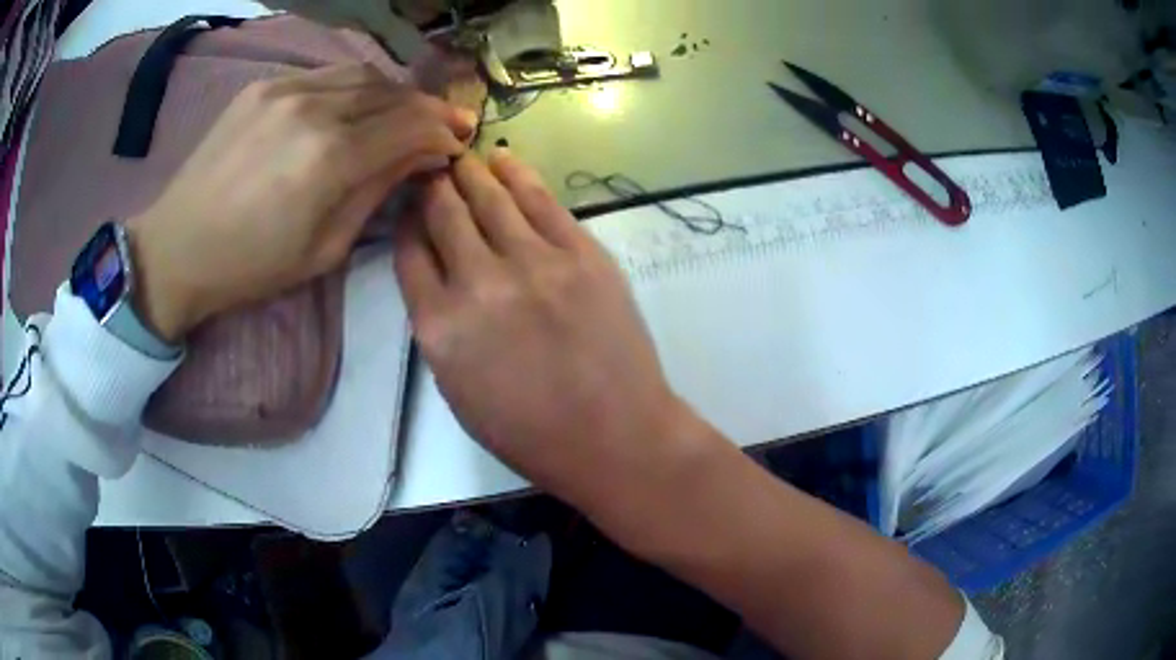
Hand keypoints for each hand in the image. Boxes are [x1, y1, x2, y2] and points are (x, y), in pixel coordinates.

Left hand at [129, 63, 476, 341]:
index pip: (410, 126)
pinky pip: (327, 74)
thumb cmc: (250, 266)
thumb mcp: (324, 249)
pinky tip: (355, 106)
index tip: (458, 143)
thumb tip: (420, 157)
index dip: (443, 131)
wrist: (177, 247)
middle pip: (393, 93)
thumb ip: (377, 193)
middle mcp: (314, 109)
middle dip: (427, 108)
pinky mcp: (264, 85)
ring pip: (364, 75)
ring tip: (401, 114)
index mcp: (330, 159)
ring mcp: (286, 89)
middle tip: (444, 124)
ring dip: (393, 93)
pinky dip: (354, 87)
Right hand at [394, 151, 705, 509]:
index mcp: (440, 327)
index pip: (410, 252)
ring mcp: (534, 262)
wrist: (614, 436)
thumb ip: (439, 326)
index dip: (406, 221)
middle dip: (432, 185)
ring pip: (489, 198)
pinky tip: (503, 160)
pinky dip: (518, 174)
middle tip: (430, 165)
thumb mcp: (458, 390)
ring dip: (469, 172)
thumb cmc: (530, 433)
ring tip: (459, 155)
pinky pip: (541, 200)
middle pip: (444, 214)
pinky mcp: (581, 253)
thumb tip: (434, 273)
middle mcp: (478, 283)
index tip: (408, 205)